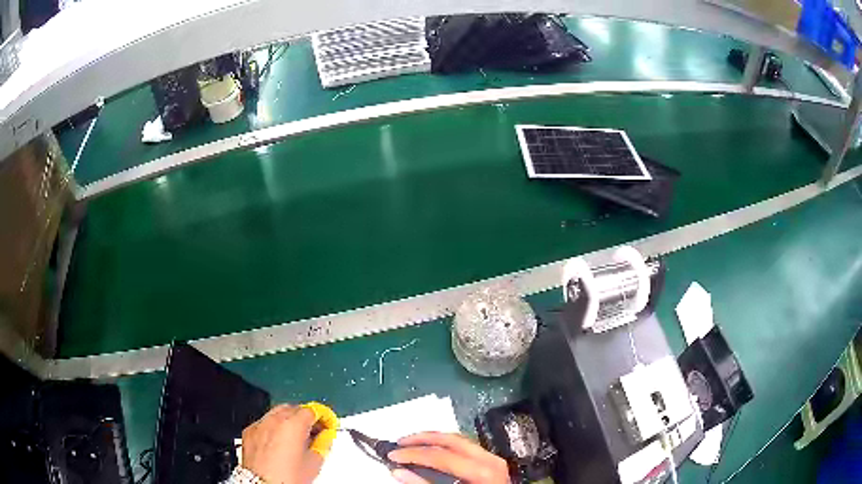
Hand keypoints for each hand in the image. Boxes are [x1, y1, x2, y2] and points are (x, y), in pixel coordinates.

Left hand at [240, 405, 325, 483]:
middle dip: (305, 417)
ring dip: (288, 420)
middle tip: (314, 430)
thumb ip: (322, 445)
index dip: (323, 416)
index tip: (327, 424)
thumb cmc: (286, 478)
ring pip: (277, 413)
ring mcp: (260, 425)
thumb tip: (324, 439)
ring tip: (296, 437)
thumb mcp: (314, 463)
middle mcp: (274, 420)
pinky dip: (273, 428)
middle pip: (293, 408)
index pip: (312, 410)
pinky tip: (278, 442)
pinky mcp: (249, 432)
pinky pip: (264, 423)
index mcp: (293, 425)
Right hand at [388, 432, 509, 483]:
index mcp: (481, 470)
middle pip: (450, 440)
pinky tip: (433, 450)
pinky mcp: (492, 462)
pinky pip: (466, 446)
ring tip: (412, 443)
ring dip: (433, 439)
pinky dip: (446, 446)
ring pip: (459, 439)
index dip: (413, 453)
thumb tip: (399, 472)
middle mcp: (490, 460)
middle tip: (400, 443)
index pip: (440, 455)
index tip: (393, 455)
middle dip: (422, 439)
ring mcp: (493, 459)